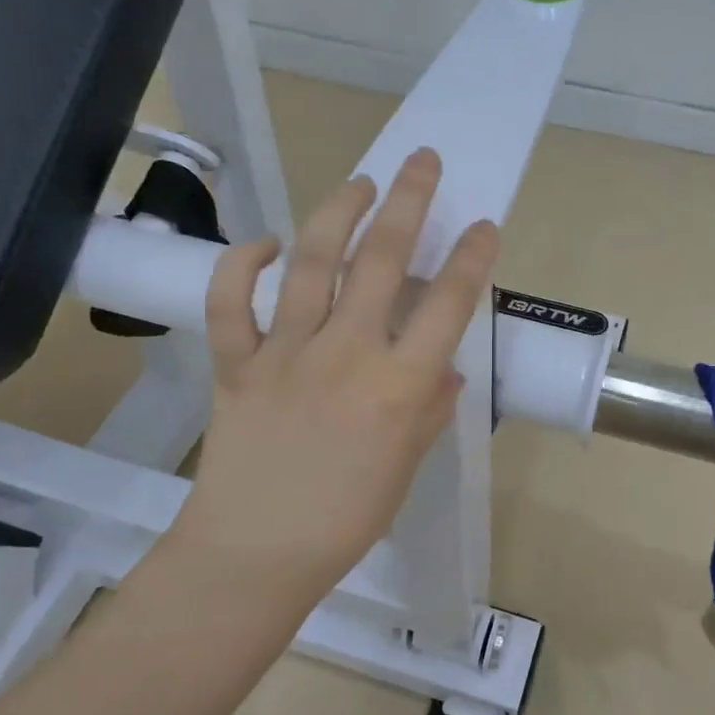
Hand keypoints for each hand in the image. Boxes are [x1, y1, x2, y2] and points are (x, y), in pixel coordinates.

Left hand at [163, 148, 498, 607]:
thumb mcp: (405, 467)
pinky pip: (231, 303)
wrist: (256, 554)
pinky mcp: (237, 363)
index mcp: (399, 386)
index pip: (448, 305)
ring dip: (338, 213)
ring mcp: (286, 353)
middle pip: (383, 260)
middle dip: (408, 201)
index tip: (482, 225)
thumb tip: (443, 367)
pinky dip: (243, 265)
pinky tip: (265, 244)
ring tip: (359, 184)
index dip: (471, 258)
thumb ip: (429, 410)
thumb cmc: (345, 520)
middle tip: (420, 160)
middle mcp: (347, 354)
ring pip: (311, 263)